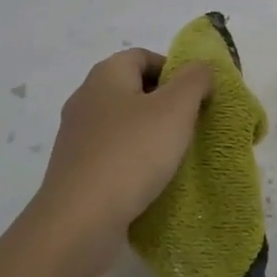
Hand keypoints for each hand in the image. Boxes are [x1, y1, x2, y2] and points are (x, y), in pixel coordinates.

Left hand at [33, 48, 214, 270]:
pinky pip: (113, 155)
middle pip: (134, 90)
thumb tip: (200, 68)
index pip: (144, 56)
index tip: (197, 96)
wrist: (80, 220)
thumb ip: (195, 80)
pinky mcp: (76, 170)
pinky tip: (151, 180)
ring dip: (151, 135)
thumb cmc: (132, 153)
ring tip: (176, 156)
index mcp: (105, 75)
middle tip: (192, 125)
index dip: (174, 70)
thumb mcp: (176, 108)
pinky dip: (134, 161)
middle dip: (166, 104)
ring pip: (124, 124)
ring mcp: (77, 137)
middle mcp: (86, 99)